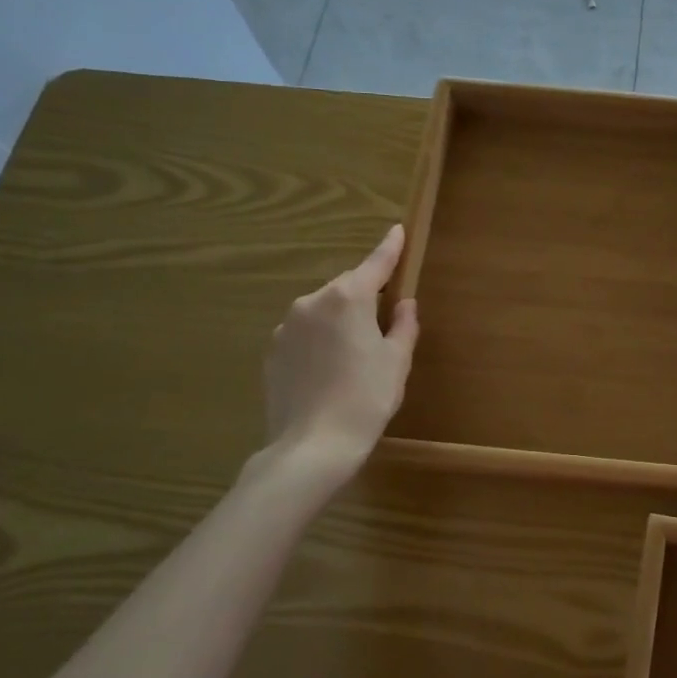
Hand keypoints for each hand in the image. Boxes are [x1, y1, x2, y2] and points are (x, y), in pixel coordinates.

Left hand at [259, 224, 418, 481]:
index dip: (389, 248)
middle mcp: (312, 302)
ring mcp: (286, 326)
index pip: (375, 264)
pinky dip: (319, 341)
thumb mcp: (396, 361)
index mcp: (348, 298)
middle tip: (383, 325)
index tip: (397, 230)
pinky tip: (328, 371)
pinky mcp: (272, 352)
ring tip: (353, 356)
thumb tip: (403, 305)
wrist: (311, 447)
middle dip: (365, 298)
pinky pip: (304, 334)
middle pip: (347, 288)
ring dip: (339, 321)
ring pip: (323, 312)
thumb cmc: (366, 398)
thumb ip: (402, 325)